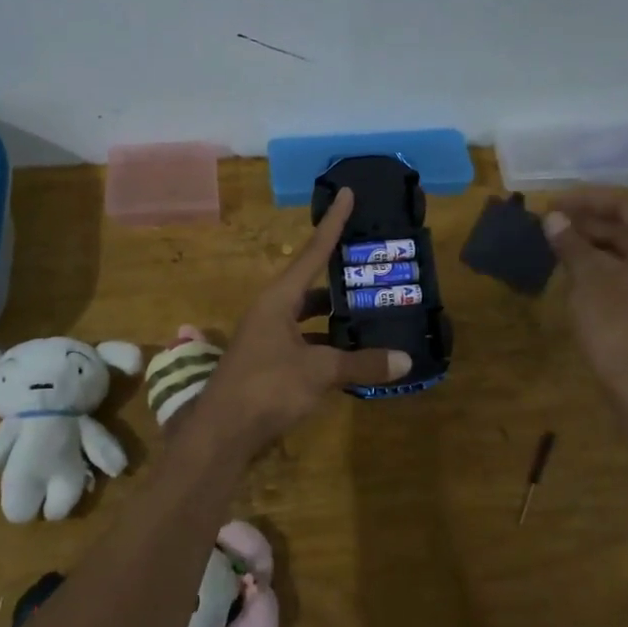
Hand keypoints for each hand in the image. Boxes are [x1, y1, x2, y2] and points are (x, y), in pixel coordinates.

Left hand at [189, 188, 410, 453]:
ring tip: (369, 311)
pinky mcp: (267, 363)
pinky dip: (325, 344)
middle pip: (310, 284)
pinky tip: (349, 355)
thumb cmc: (267, 388)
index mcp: (278, 299)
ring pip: (306, 316)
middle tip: (372, 266)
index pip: (312, 252)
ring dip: (333, 314)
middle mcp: (270, 311)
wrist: (221, 433)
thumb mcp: (319, 373)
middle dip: (339, 276)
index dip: (332, 223)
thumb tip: (406, 360)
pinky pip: (303, 342)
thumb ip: (362, 364)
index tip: (347, 194)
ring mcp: (266, 338)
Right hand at [544, 190, 627, 401]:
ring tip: (561, 243)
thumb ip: (571, 244)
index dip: (586, 200)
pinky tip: (581, 271)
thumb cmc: (617, 325)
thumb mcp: (588, 280)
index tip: (552, 203)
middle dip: (591, 221)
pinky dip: (611, 264)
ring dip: (599, 243)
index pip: (626, 204)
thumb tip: (553, 219)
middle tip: (554, 222)